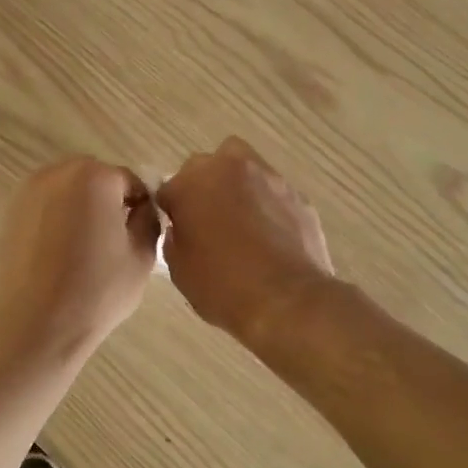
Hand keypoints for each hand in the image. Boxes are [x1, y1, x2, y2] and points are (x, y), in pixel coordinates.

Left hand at [0, 157, 160, 363]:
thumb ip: (148, 220)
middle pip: (96, 178)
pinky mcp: (10, 212)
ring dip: (81, 207)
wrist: (34, 325)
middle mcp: (59, 173)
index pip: (130, 181)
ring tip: (85, 248)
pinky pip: (46, 204)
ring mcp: (29, 191)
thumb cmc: (96, 290)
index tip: (138, 236)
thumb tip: (141, 208)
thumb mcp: (142, 255)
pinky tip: (60, 252)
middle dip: (108, 201)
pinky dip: (57, 218)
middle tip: (113, 240)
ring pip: (68, 190)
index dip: (140, 207)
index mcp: (95, 177)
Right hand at [156, 137, 333, 345]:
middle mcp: (230, 167)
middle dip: (205, 187)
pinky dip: (267, 208)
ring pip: (246, 173)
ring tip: (243, 228)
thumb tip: (184, 229)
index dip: (172, 212)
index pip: (170, 188)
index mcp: (192, 182)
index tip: (178, 233)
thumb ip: (175, 237)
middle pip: (209, 167)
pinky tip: (270, 239)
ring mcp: (269, 178)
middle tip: (209, 222)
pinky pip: (273, 195)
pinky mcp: (298, 196)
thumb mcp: (179, 268)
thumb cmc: (222, 285)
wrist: (287, 300)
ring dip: (239, 191)